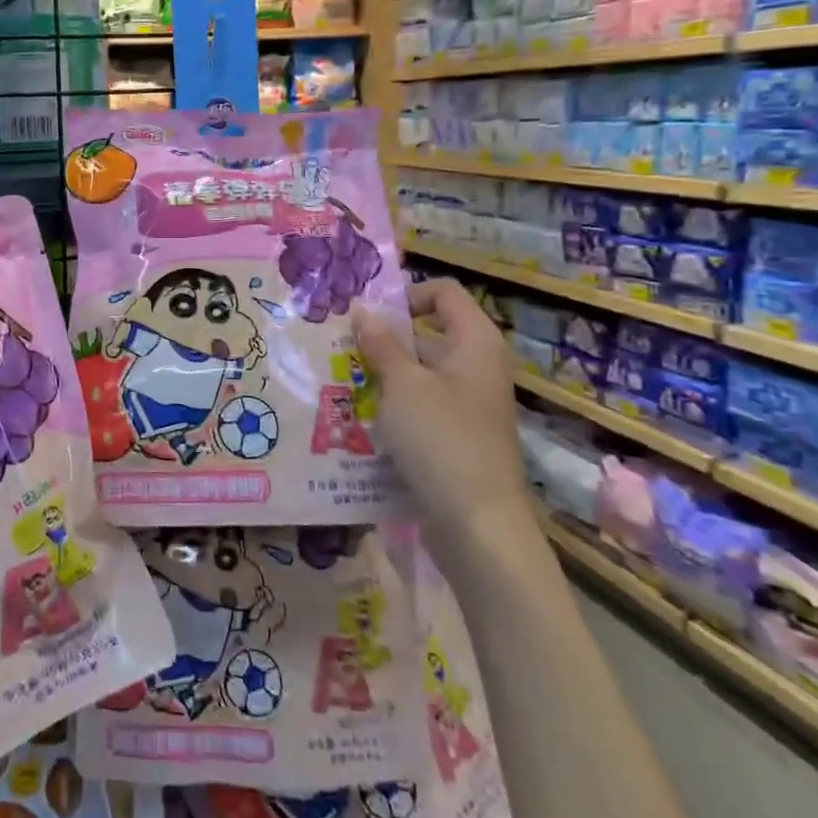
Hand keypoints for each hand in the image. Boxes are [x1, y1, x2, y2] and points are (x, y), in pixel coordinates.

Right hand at [353, 278, 532, 561]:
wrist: (478, 524)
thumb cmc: (441, 439)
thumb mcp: (402, 385)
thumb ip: (381, 344)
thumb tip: (363, 309)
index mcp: (475, 343)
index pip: (443, 293)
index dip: (406, 295)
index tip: (368, 316)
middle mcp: (476, 367)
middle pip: (427, 334)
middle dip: (383, 339)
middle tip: (340, 349)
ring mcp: (468, 404)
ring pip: (418, 374)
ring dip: (382, 376)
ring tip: (339, 384)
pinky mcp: (456, 436)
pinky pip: (420, 407)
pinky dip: (393, 407)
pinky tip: (358, 420)